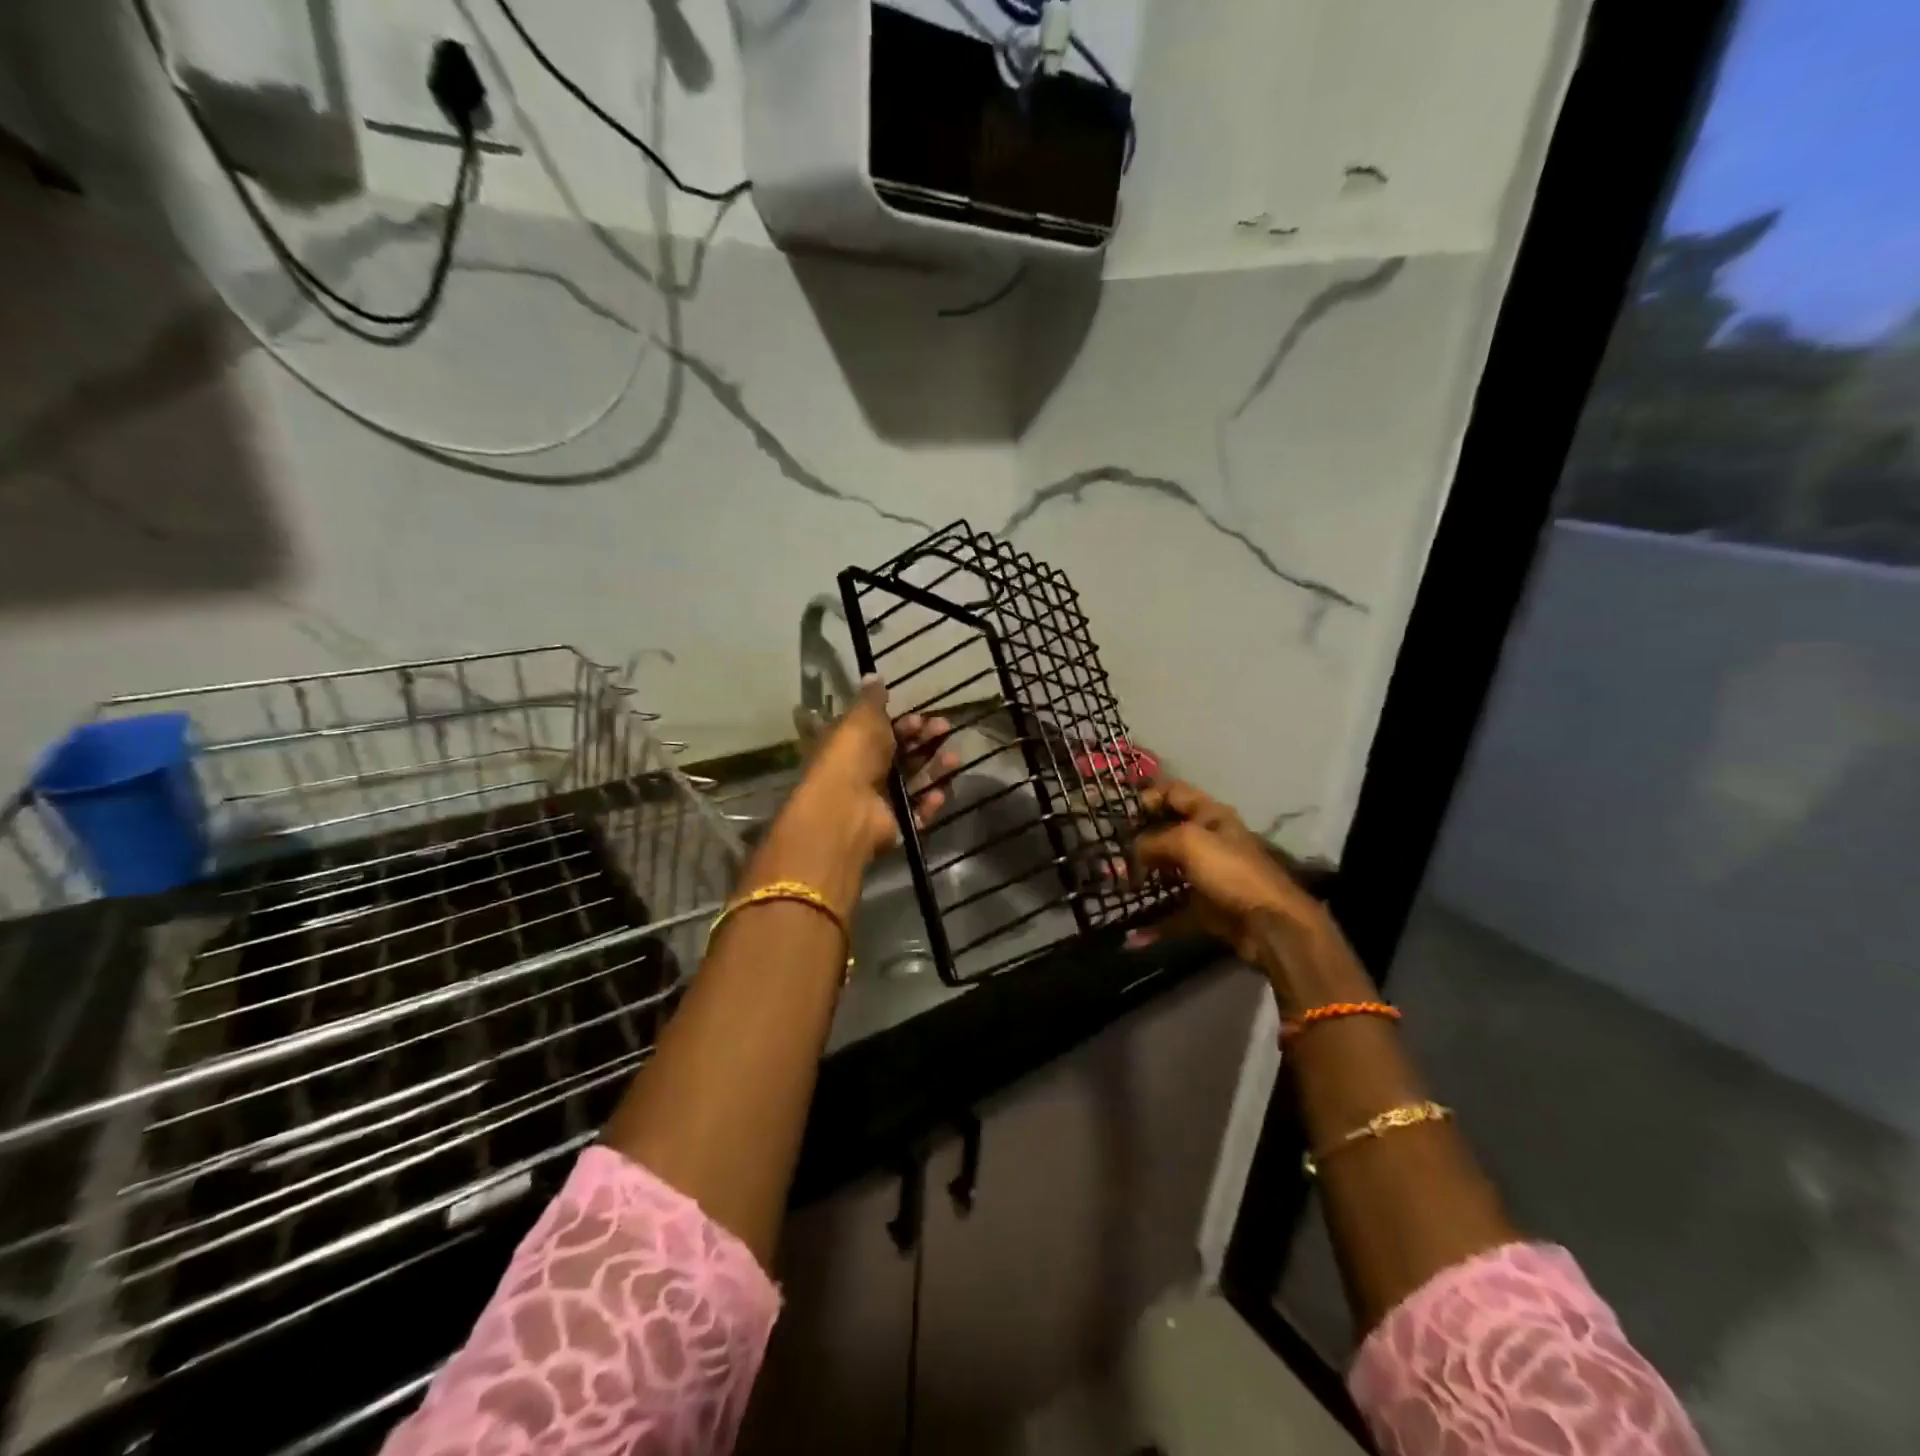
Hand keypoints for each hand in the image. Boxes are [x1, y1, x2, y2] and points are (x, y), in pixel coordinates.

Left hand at [787, 676, 960, 863]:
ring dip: (935, 769)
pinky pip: (917, 812)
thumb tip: (873, 676)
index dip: (902, 724)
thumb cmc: (852, 755)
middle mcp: (863, 771)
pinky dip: (929, 803)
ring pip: (914, 782)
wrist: (845, 809)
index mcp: (850, 744)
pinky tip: (938, 793)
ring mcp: (878, 800)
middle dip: (925, 741)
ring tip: (954, 759)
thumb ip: (872, 699)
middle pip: (901, 755)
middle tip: (944, 729)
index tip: (920, 718)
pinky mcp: (893, 825)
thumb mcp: (861, 717)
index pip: (880, 731)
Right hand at [1131, 780, 1328, 964]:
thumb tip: (1133, 851)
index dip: (1149, 796)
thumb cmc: (1231, 871)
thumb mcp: (1189, 842)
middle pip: (1169, 832)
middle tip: (1112, 850)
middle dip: (1140, 839)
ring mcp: (1209, 876)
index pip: (1175, 793)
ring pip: (1169, 872)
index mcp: (1211, 816)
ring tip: (1117, 884)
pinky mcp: (1207, 907)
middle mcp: (1210, 841)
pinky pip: (1175, 912)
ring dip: (1144, 878)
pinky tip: (1132, 936)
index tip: (1123, 812)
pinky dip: (1156, 923)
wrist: (1270, 924)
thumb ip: (1155, 840)